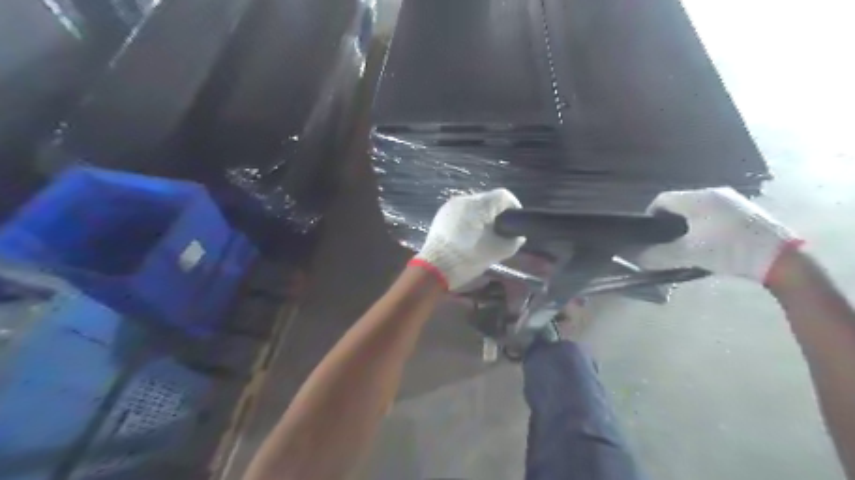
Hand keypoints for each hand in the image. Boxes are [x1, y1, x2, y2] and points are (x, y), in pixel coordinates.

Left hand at [413, 190, 524, 290]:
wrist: (436, 267)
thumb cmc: (469, 257)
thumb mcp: (498, 252)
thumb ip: (513, 241)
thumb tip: (517, 236)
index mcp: (480, 204)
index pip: (503, 196)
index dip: (514, 206)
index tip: (515, 222)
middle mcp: (465, 199)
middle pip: (488, 200)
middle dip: (496, 214)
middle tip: (500, 231)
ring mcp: (451, 206)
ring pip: (474, 206)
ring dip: (482, 217)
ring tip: (483, 235)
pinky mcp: (441, 214)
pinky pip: (461, 212)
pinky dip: (468, 220)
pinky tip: (468, 236)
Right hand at [645, 187, 806, 284]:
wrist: (780, 259)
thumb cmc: (729, 250)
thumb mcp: (688, 255)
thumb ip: (658, 255)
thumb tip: (636, 258)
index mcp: (697, 198)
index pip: (662, 199)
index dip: (650, 214)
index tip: (649, 233)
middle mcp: (713, 192)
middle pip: (680, 202)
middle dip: (669, 220)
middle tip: (666, 240)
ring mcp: (733, 200)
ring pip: (698, 207)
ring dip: (688, 222)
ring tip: (687, 242)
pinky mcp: (746, 210)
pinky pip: (715, 212)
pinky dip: (705, 223)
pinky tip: (710, 241)